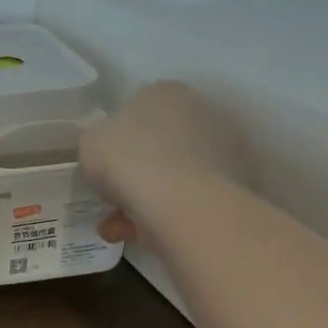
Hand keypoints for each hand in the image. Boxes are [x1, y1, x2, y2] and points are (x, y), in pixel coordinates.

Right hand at [79, 83, 251, 243]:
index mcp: (164, 92)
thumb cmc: (127, 158)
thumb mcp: (89, 142)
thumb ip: (98, 140)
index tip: (104, 163)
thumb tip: (109, 150)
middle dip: (133, 174)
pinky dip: (167, 216)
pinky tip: (141, 235)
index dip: (116, 139)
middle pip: (158, 144)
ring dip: (145, 200)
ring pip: (174, 175)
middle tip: (111, 199)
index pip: (136, 109)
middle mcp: (201, 111)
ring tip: (119, 229)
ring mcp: (226, 148)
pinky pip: (191, 198)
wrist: (182, 202)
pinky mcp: (238, 184)